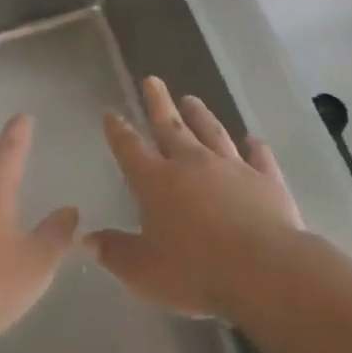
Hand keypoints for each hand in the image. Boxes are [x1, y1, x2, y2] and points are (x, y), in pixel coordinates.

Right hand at [87, 77, 301, 317]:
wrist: (264, 269)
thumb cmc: (196, 272)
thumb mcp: (144, 272)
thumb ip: (115, 253)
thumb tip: (86, 239)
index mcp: (156, 182)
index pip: (130, 149)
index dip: (118, 132)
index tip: (111, 113)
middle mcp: (192, 163)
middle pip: (171, 126)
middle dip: (158, 103)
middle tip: (152, 80)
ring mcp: (231, 167)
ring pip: (212, 132)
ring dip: (200, 115)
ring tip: (191, 99)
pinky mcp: (265, 179)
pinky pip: (258, 157)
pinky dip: (255, 147)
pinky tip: (253, 140)